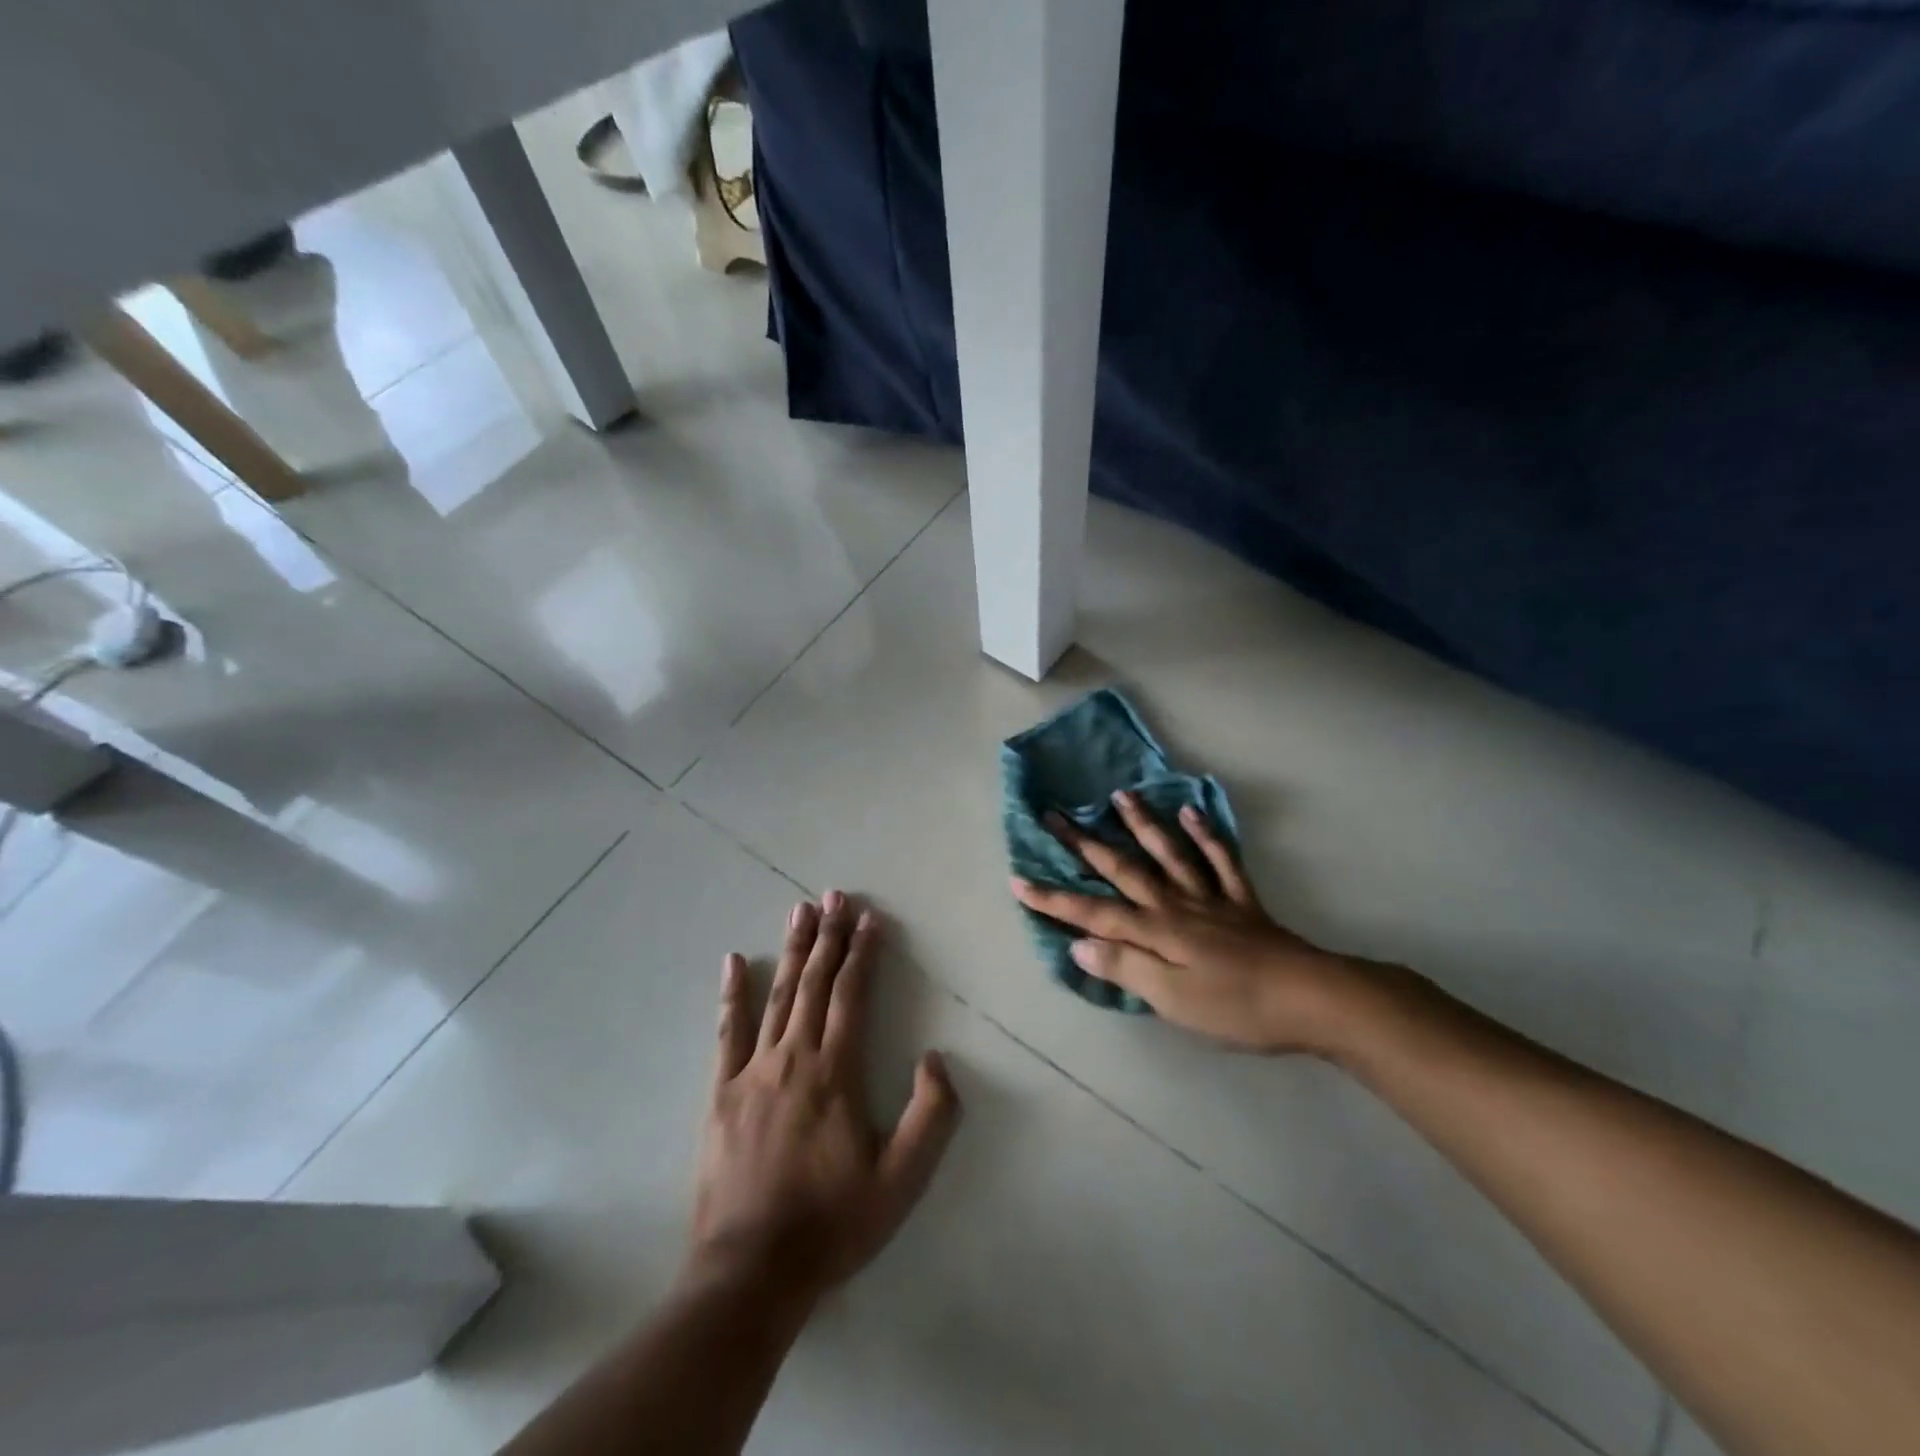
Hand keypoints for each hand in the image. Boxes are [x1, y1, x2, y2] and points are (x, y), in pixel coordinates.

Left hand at [689, 892, 960, 1311]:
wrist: (750, 1273)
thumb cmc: (832, 1223)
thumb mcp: (902, 1181)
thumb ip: (930, 1116)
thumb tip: (937, 1058)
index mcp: (836, 1071)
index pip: (852, 995)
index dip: (863, 952)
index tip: (870, 918)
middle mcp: (794, 1057)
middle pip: (815, 983)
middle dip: (828, 936)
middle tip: (835, 895)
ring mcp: (752, 1071)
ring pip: (777, 995)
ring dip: (791, 950)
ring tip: (800, 910)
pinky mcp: (721, 1093)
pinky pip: (727, 1032)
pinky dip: (732, 993)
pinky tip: (733, 961)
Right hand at [1013, 792, 1368, 1053]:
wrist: (1312, 999)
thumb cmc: (1236, 1008)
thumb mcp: (1173, 1000)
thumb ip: (1126, 968)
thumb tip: (1078, 944)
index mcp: (1155, 931)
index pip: (1093, 913)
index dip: (1054, 899)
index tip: (1018, 880)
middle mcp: (1175, 905)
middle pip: (1123, 869)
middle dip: (1085, 845)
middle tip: (1056, 815)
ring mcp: (1210, 898)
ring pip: (1168, 853)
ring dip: (1142, 824)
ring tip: (1120, 795)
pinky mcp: (1241, 902)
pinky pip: (1221, 861)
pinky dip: (1206, 836)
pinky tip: (1191, 812)